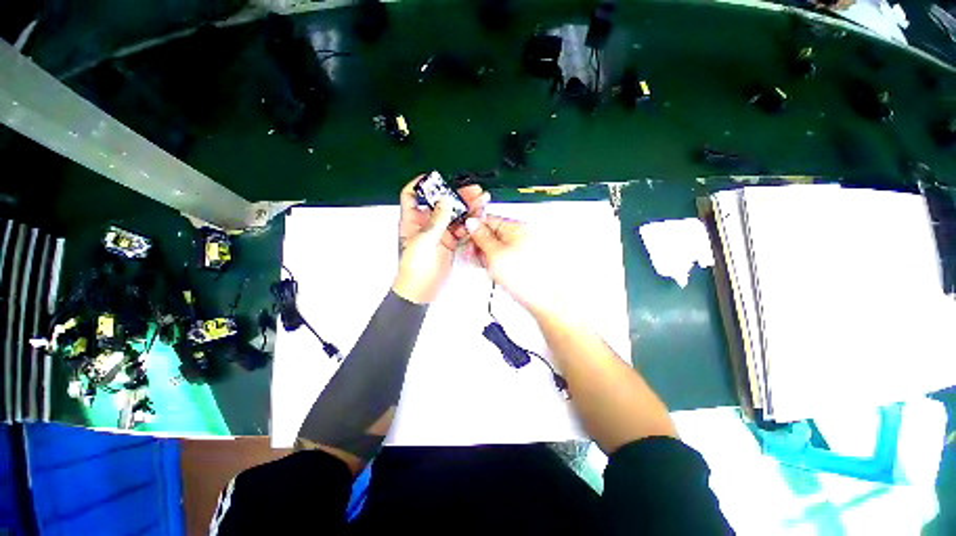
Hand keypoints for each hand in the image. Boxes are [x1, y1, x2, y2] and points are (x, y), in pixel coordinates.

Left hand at [393, 177, 488, 303]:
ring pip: (453, 215)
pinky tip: (478, 216)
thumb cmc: (416, 266)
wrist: (422, 289)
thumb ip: (437, 219)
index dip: (422, 184)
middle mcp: (425, 223)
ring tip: (482, 200)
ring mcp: (439, 233)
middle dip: (456, 195)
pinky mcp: (449, 242)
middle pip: (440, 203)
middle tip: (473, 190)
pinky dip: (469, 222)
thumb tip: (445, 200)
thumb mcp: (425, 240)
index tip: (437, 178)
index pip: (412, 195)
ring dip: (467, 207)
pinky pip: (460, 228)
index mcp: (412, 219)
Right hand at [465, 216, 560, 316]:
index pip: (489, 220)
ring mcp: (524, 248)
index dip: (474, 231)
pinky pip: (506, 256)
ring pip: (498, 247)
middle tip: (476, 258)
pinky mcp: (525, 261)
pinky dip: (498, 263)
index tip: (468, 242)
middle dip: (481, 246)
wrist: (544, 299)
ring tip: (490, 269)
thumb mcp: (495, 254)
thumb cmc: (525, 278)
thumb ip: (481, 237)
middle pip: (493, 233)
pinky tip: (498, 273)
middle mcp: (522, 234)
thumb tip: (472, 223)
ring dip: (488, 256)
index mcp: (516, 227)